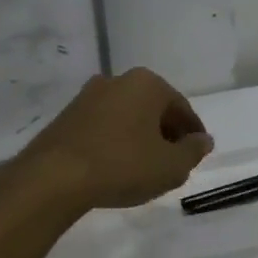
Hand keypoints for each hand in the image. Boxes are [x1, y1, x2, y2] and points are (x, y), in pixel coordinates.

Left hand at [16, 67, 213, 210]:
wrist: (54, 177)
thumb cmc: (122, 166)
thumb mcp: (170, 166)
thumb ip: (192, 151)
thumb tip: (203, 140)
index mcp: (147, 84)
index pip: (182, 108)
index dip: (193, 134)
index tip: (197, 154)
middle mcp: (117, 80)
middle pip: (153, 108)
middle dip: (165, 133)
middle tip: (173, 161)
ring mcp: (87, 96)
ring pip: (126, 116)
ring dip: (139, 137)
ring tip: (144, 167)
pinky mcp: (66, 116)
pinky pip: (103, 127)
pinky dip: (115, 142)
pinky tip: (116, 166)